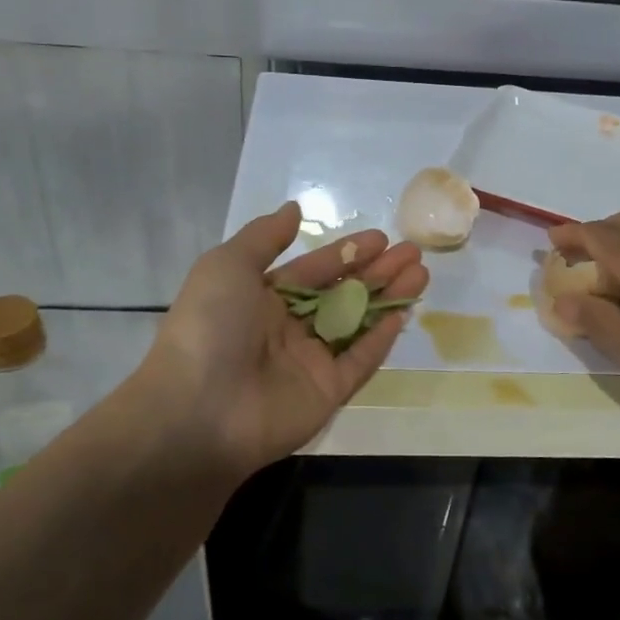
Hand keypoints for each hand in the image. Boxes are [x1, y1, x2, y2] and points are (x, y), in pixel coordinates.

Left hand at [142, 202, 427, 476]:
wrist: (198, 410)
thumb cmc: (211, 327)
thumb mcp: (227, 266)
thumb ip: (264, 237)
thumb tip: (293, 209)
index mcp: (261, 298)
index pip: (313, 269)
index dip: (346, 253)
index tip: (381, 237)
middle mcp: (287, 327)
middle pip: (342, 294)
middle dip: (377, 271)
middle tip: (413, 252)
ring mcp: (309, 362)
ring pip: (357, 323)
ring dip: (388, 298)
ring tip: (421, 274)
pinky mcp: (327, 392)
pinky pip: (359, 360)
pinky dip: (381, 338)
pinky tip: (404, 313)